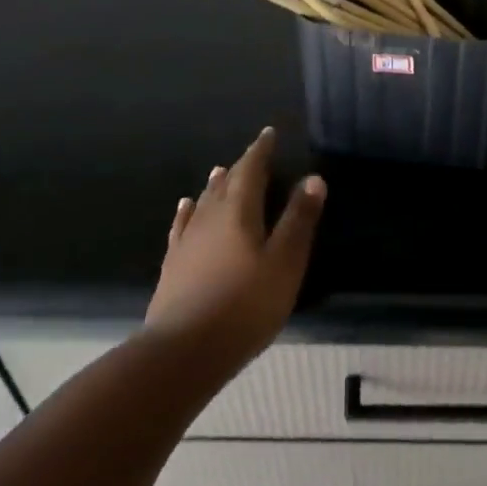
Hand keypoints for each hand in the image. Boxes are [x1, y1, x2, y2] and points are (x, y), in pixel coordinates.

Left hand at [145, 126, 325, 366]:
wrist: (182, 351)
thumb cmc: (244, 306)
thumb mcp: (284, 263)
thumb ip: (299, 220)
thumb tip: (313, 178)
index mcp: (239, 210)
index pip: (251, 169)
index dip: (260, 150)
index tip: (268, 134)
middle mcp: (210, 216)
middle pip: (226, 182)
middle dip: (241, 166)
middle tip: (252, 154)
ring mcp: (187, 240)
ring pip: (203, 201)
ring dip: (215, 185)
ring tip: (220, 171)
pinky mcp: (173, 263)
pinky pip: (182, 225)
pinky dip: (188, 211)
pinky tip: (186, 207)